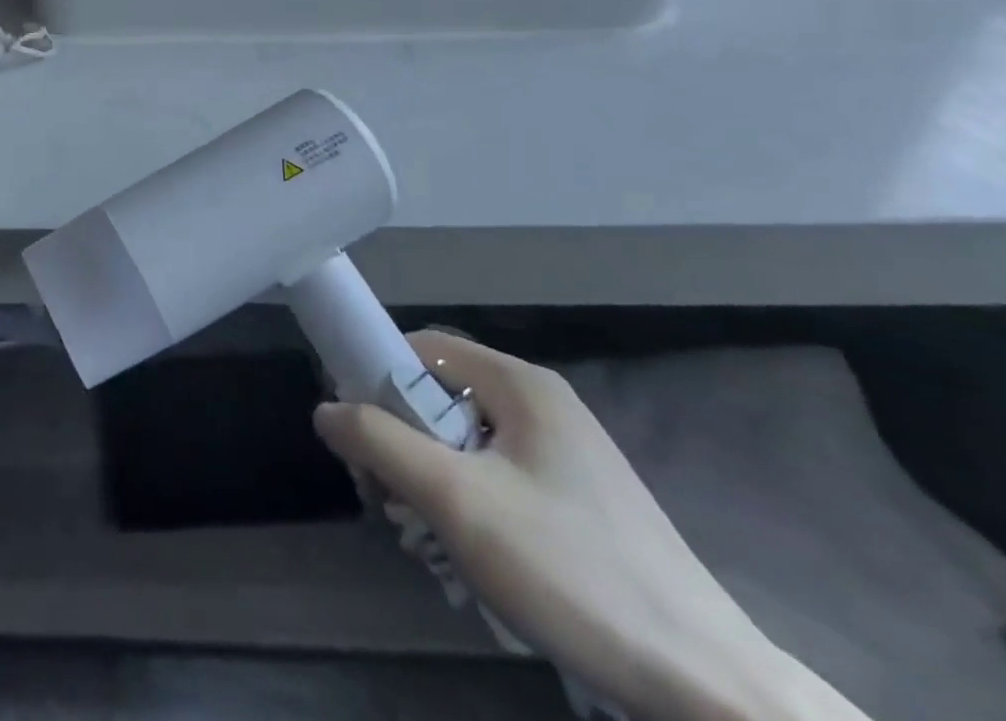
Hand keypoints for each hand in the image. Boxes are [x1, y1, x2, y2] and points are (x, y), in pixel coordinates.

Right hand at [314, 331, 862, 720]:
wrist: (711, 689)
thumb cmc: (571, 570)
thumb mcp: (456, 500)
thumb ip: (380, 441)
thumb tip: (324, 410)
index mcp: (520, 384)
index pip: (422, 348)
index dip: (376, 377)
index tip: (355, 431)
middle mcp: (542, 404)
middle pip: (441, 397)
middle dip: (401, 441)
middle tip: (387, 498)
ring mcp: (566, 454)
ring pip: (466, 443)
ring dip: (431, 480)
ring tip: (429, 539)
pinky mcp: (581, 501)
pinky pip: (498, 476)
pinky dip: (470, 504)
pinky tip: (473, 558)